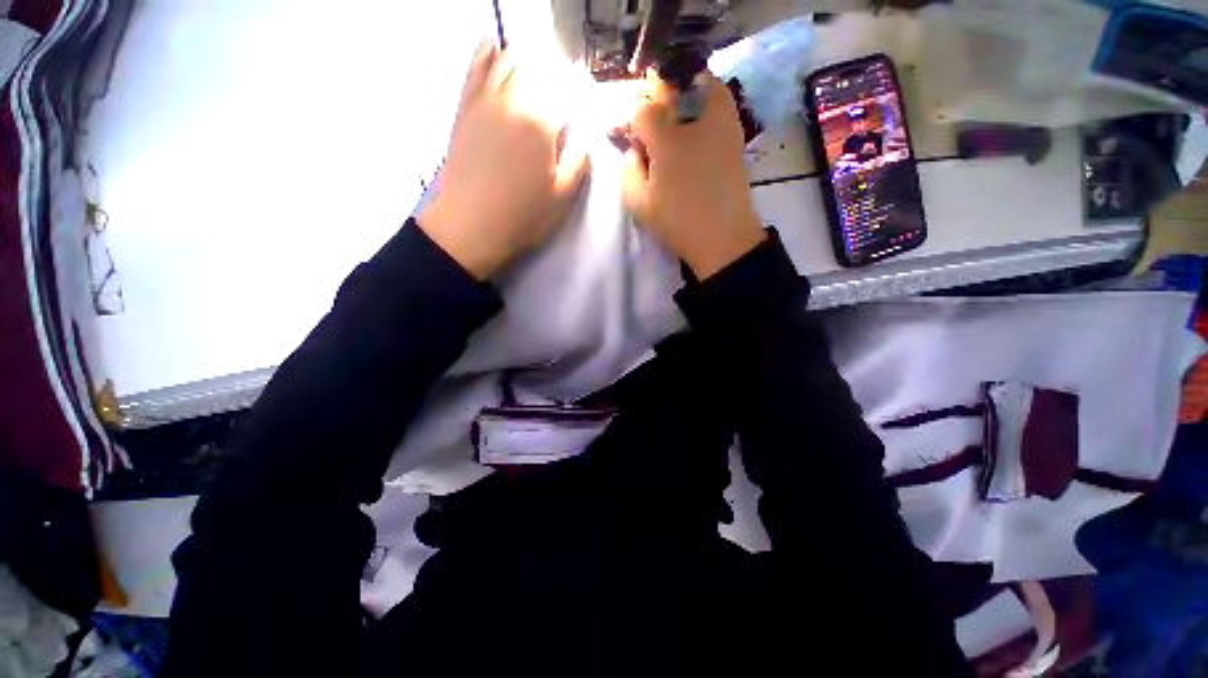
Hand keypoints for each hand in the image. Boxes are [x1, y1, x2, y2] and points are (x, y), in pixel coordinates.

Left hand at [419, 41, 589, 279]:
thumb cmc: (522, 217)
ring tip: (537, 64)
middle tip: (563, 86)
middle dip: (555, 70)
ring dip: (526, 57)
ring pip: (507, 61)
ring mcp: (484, 102)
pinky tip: (492, 44)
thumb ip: (578, 162)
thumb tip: (585, 138)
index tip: (587, 92)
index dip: (580, 89)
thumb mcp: (562, 198)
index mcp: (541, 124)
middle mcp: (513, 101)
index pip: (567, 91)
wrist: (470, 227)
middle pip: (538, 69)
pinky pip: (474, 69)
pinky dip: (485, 52)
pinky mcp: (465, 110)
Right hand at [621, 71, 764, 279]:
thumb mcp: (639, 202)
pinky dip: (702, 102)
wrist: (723, 237)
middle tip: (648, 121)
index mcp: (667, 139)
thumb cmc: (678, 221)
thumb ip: (628, 169)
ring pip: (698, 84)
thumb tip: (635, 149)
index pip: (641, 109)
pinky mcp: (736, 131)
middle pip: (669, 85)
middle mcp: (696, 119)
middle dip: (653, 96)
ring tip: (670, 120)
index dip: (628, 119)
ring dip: (680, 93)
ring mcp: (722, 120)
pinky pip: (717, 100)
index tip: (624, 134)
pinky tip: (692, 128)